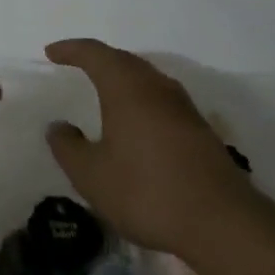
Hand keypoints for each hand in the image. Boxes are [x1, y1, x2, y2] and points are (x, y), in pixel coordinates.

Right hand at [43, 39, 262, 257]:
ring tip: (104, 89)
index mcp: (128, 89)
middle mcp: (157, 89)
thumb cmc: (147, 192)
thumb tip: (58, 127)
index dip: (71, 50)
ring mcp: (184, 109)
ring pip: (148, 79)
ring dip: (123, 77)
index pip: (95, 54)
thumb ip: (68, 147)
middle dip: (99, 59)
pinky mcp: (201, 131)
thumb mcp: (91, 175)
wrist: (222, 224)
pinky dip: (141, 99)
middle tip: (76, 64)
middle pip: (125, 60)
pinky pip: (162, 100)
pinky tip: (136, 122)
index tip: (51, 53)